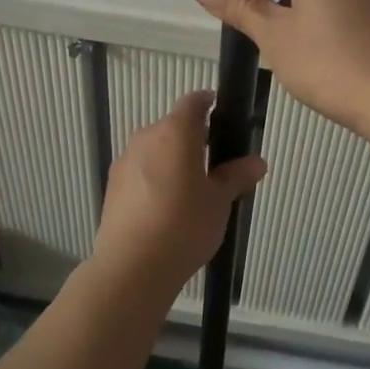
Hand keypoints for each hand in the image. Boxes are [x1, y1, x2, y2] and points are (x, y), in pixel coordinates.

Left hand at [92, 90, 266, 292]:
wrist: (132, 267)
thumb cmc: (184, 225)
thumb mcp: (219, 201)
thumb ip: (236, 176)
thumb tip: (257, 162)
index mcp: (175, 133)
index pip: (193, 102)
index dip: (208, 103)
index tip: (222, 114)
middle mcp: (146, 138)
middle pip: (173, 127)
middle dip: (193, 139)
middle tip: (215, 165)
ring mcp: (125, 162)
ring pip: (155, 150)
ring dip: (172, 160)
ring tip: (191, 192)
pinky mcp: (113, 187)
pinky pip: (140, 171)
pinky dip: (155, 179)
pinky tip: (166, 209)